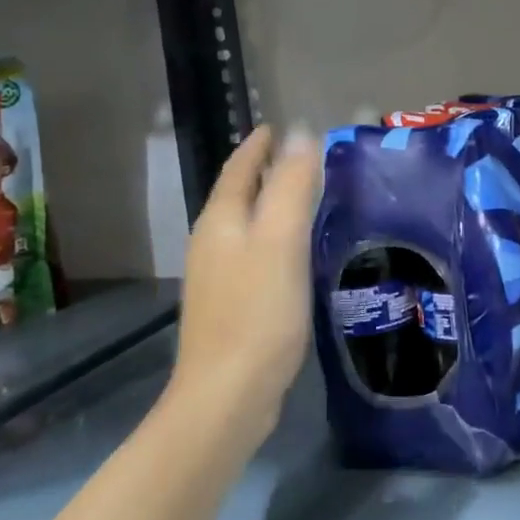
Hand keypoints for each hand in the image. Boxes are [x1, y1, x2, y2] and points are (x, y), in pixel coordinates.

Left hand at [173, 125, 321, 438]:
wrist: (228, 394)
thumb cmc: (258, 312)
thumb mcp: (281, 240)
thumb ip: (291, 185)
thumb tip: (300, 132)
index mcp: (221, 221)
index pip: (238, 168)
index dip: (257, 145)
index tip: (277, 125)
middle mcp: (212, 243)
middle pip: (238, 195)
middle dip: (265, 171)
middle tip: (304, 158)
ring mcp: (218, 277)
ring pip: (246, 226)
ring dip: (270, 205)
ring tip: (306, 198)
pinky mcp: (232, 305)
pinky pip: (255, 254)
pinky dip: (275, 239)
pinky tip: (298, 253)